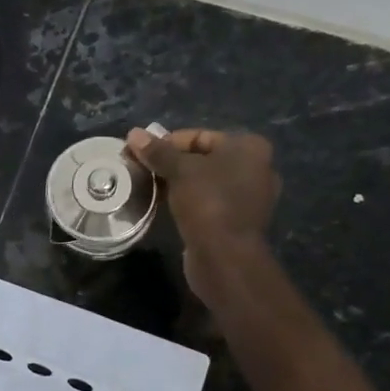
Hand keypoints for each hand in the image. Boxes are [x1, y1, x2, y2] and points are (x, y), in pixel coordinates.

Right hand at [127, 127, 279, 302]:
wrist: (225, 256)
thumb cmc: (207, 203)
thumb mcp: (179, 171)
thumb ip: (157, 151)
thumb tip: (133, 133)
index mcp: (249, 148)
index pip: (199, 136)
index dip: (166, 143)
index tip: (140, 154)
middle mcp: (255, 168)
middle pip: (202, 158)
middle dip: (170, 163)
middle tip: (142, 171)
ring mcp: (249, 196)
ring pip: (204, 181)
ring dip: (177, 183)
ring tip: (149, 187)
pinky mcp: (237, 220)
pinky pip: (208, 201)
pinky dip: (188, 200)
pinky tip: (166, 205)